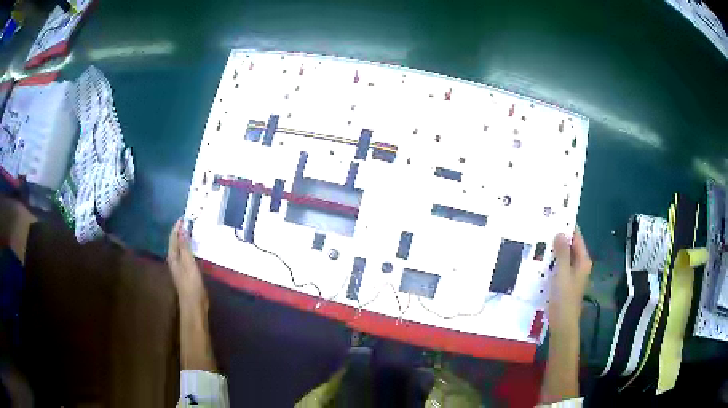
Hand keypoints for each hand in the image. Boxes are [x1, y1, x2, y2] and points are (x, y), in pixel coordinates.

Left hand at [167, 219, 207, 309]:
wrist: (194, 304)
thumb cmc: (191, 283)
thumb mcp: (188, 262)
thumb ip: (185, 245)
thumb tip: (183, 227)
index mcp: (172, 256)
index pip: (173, 237)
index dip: (178, 226)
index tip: (185, 216)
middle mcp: (174, 259)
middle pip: (175, 241)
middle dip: (181, 231)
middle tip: (190, 221)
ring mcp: (180, 266)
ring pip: (181, 248)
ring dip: (185, 239)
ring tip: (193, 230)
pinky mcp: (186, 271)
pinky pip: (186, 254)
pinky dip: (189, 247)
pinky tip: (195, 247)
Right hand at [549, 227, 591, 335]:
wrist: (562, 323)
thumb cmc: (564, 298)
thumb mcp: (562, 273)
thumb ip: (562, 253)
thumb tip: (560, 232)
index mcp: (583, 260)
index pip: (576, 237)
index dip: (567, 227)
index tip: (554, 216)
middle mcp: (580, 265)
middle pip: (570, 246)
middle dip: (558, 238)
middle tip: (543, 228)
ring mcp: (573, 274)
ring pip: (564, 256)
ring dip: (554, 250)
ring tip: (539, 240)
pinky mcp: (565, 282)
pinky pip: (559, 266)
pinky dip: (552, 261)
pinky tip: (541, 260)